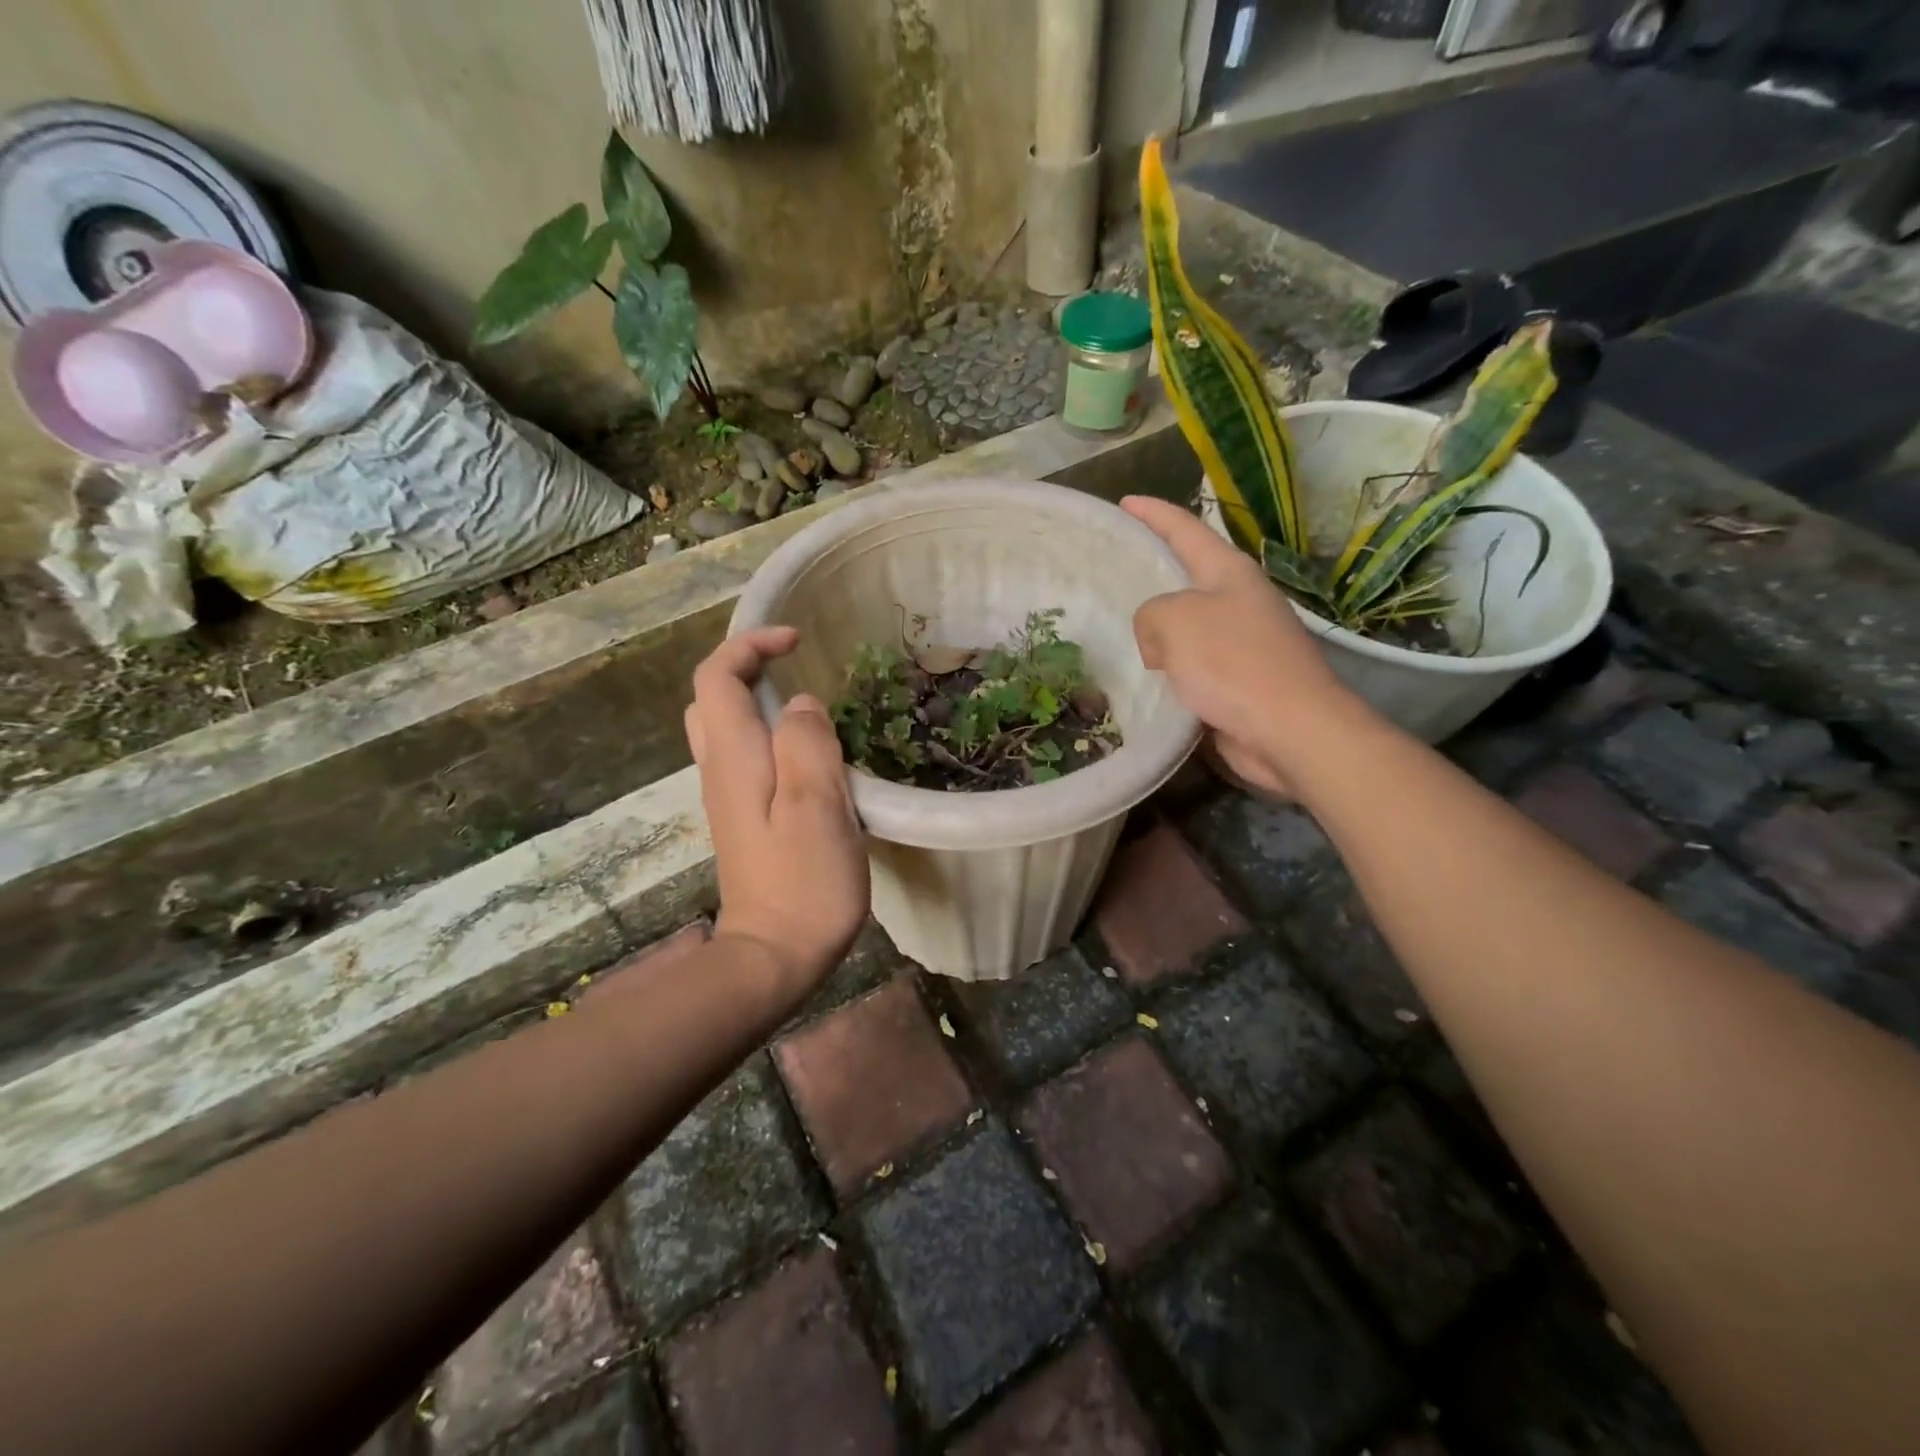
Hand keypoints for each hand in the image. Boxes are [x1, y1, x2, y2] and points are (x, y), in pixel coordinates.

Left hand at [685, 627, 869, 999]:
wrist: (772, 956)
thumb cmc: (804, 881)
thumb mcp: (817, 805)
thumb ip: (808, 744)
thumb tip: (803, 705)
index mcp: (734, 757)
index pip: (717, 677)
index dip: (750, 645)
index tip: (797, 639)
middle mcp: (720, 770)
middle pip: (710, 698)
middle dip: (746, 666)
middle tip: (795, 664)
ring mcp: (727, 797)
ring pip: (723, 728)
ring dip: (755, 699)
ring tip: (805, 701)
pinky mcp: (742, 819)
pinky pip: (743, 756)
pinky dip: (766, 733)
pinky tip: (804, 752)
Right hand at [1124, 495, 1360, 797]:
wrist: (1290, 730)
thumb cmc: (1233, 664)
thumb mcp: (1175, 621)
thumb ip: (1151, 615)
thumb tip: (1160, 643)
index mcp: (1229, 573)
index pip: (1185, 529)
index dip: (1153, 514)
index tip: (1124, 501)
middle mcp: (1240, 601)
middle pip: (1189, 578)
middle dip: (1155, 575)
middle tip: (1115, 575)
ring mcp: (1245, 643)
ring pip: (1189, 627)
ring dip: (1160, 633)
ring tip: (1122, 637)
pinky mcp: (1242, 682)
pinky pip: (1195, 666)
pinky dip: (1172, 671)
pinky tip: (1147, 682)